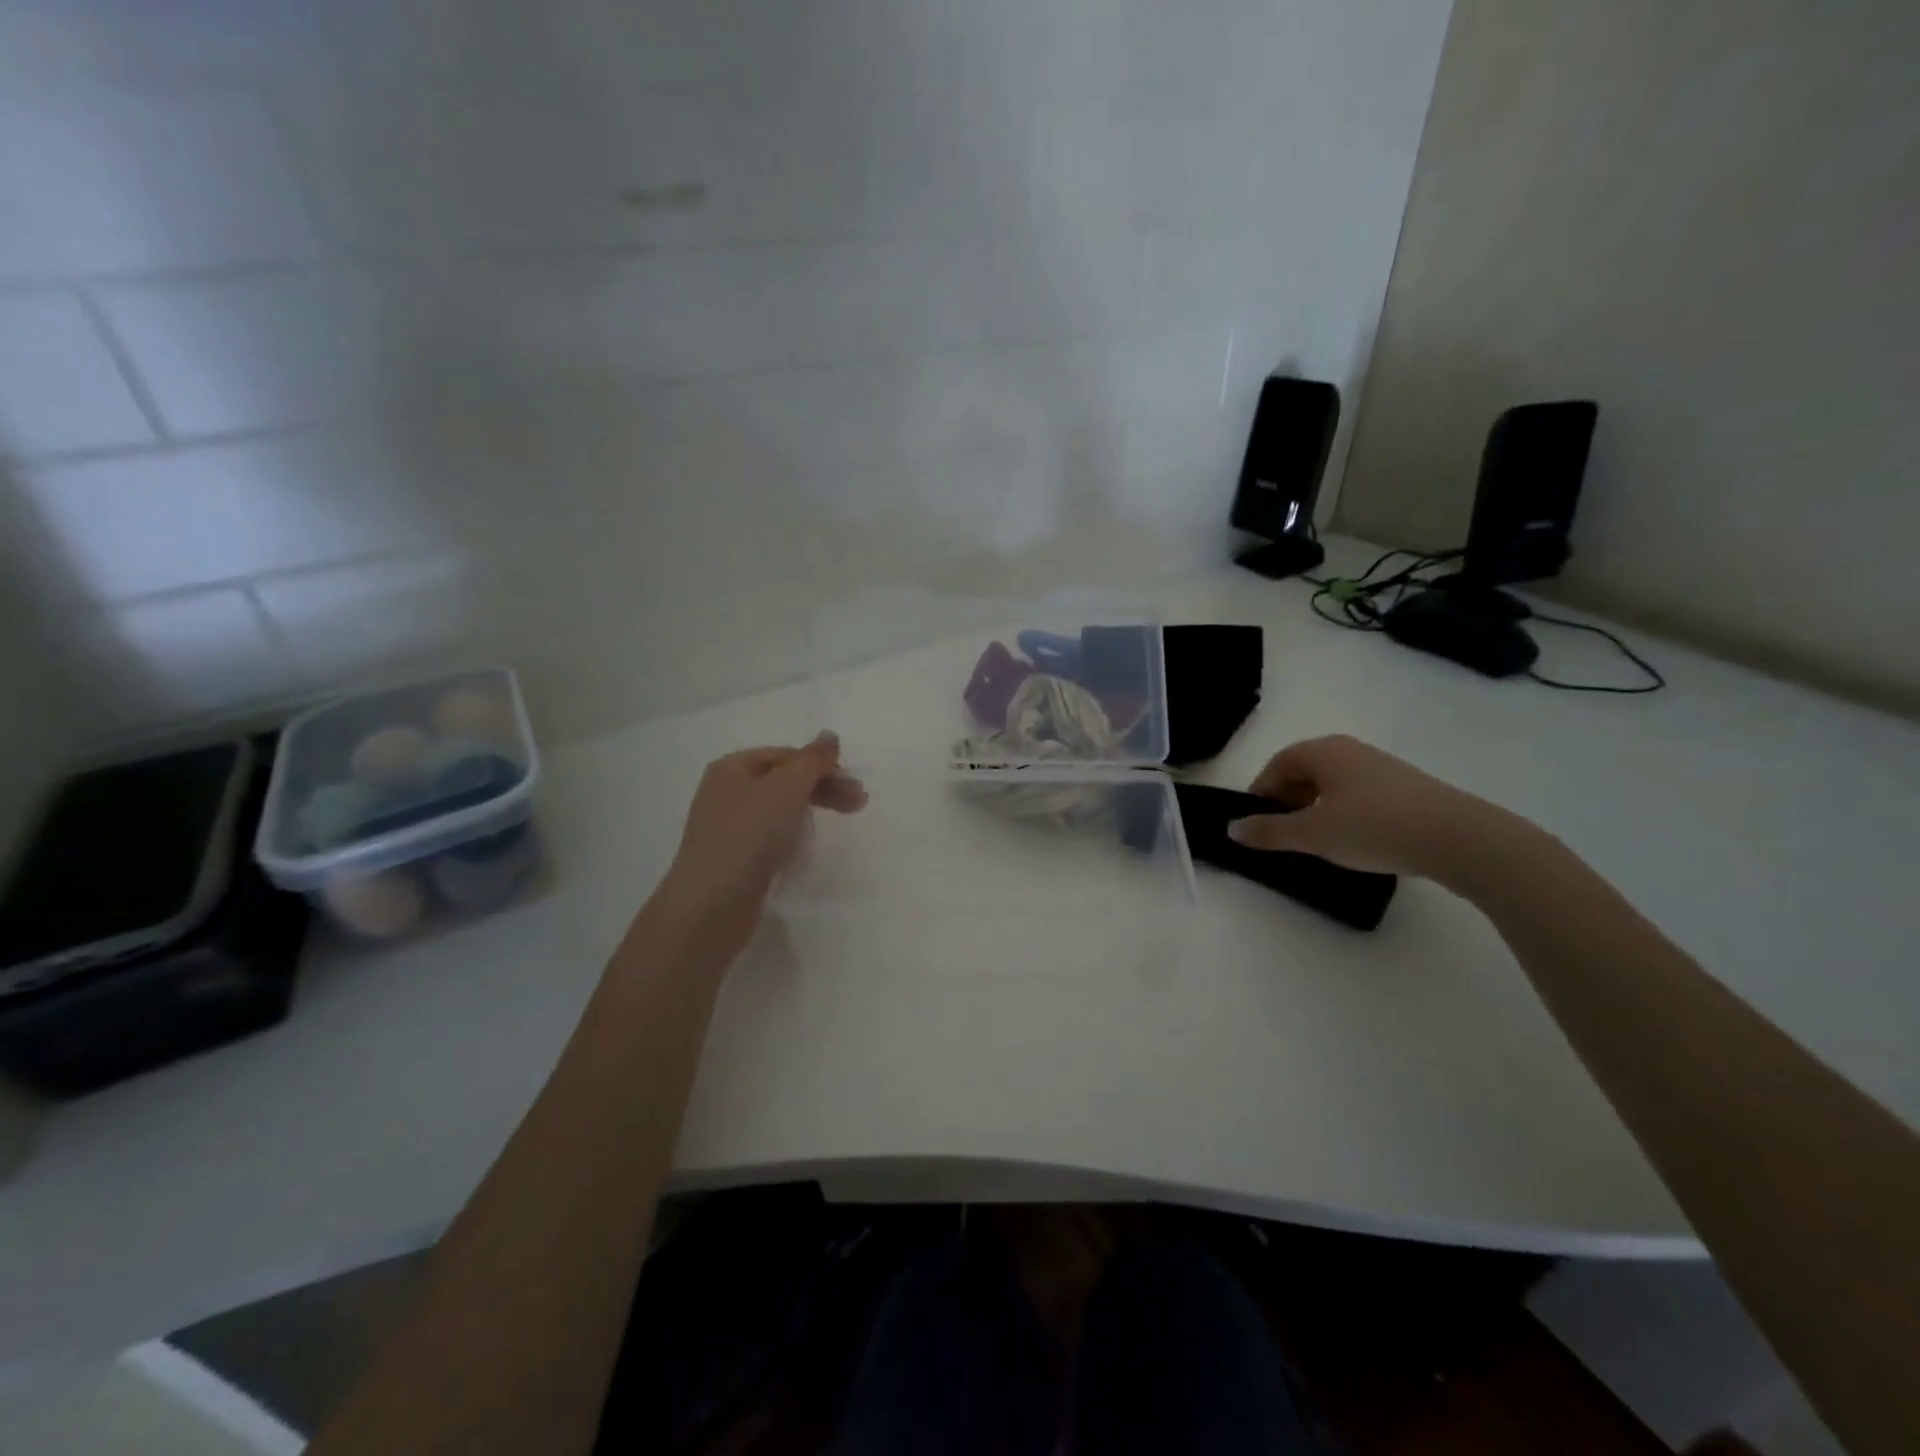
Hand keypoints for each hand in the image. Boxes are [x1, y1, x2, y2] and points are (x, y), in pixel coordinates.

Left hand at [658, 732, 866, 935]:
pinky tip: (805, 850)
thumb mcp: (787, 787)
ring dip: (810, 812)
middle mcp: (726, 793)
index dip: (821, 765)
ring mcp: (728, 828)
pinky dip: (791, 838)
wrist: (712, 904)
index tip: (854, 784)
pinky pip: (770, 838)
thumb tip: (829, 735)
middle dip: (822, 789)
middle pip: (784, 781)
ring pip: (779, 810)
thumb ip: (812, 760)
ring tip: (838, 826)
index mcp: (732, 768)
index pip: (786, 755)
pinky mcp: (735, 859)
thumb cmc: (750, 834)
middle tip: (859, 803)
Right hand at [1227, 734, 1509, 880]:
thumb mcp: (1313, 834)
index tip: (1255, 821)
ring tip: (1315, 840)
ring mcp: (1382, 768)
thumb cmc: (1374, 827)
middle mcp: (1351, 750)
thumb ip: (1269, 831)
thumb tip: (1232, 829)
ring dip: (1315, 807)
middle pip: (1305, 770)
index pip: (1278, 764)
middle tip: (1282, 833)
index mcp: (1324, 751)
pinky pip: (1359, 794)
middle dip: (1287, 800)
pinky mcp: (1407, 789)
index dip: (1260, 791)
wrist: (1460, 838)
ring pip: (1333, 784)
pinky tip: (1352, 840)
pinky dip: (1343, 812)